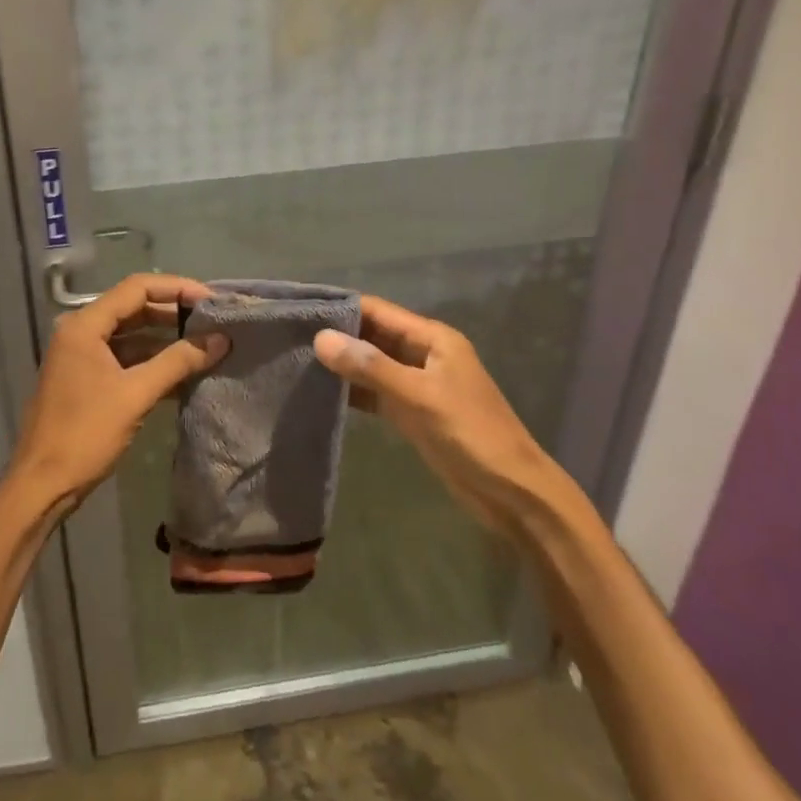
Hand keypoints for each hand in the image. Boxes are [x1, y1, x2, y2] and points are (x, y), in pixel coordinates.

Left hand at [4, 274, 229, 515]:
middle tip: (213, 321)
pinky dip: (151, 362)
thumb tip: (220, 339)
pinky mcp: (86, 379)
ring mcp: (81, 356)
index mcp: (84, 325)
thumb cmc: (85, 434)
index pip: (136, 288)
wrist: (42, 484)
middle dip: (174, 313)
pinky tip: (183, 372)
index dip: (177, 288)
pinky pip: (124, 359)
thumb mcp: (136, 394)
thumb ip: (178, 362)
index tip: (211, 300)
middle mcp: (80, 332)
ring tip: (205, 344)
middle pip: (133, 308)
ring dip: (165, 339)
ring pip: (130, 335)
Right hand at [313, 295, 563, 529]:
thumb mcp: (419, 396)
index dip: (341, 307)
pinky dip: (352, 391)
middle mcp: (423, 354)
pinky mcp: (412, 412)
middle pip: (372, 335)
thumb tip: (321, 338)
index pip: (378, 311)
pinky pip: (375, 392)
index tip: (300, 309)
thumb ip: (370, 368)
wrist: (512, 493)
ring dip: (342, 364)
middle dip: (337, 335)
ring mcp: (418, 384)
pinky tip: (322, 394)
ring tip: (296, 361)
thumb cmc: (470, 434)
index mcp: (432, 338)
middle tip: (288, 336)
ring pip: (372, 365)